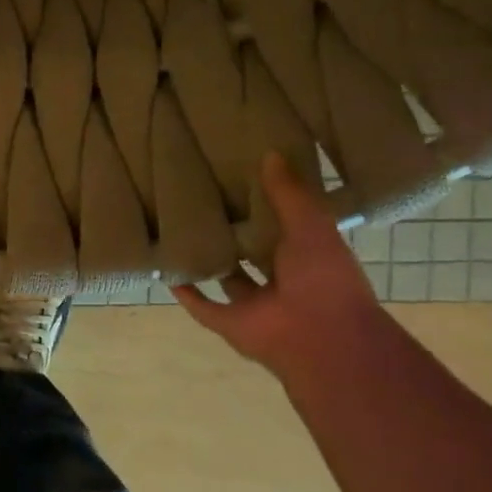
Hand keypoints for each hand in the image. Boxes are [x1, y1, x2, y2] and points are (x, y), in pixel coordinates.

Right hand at [171, 152, 384, 380]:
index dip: (265, 210)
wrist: (322, 338)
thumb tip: (270, 154)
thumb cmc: (324, 278)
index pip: (283, 230)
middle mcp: (281, 283)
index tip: (243, 184)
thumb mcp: (310, 225)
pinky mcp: (229, 323)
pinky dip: (186, 293)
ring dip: (210, 264)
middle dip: (235, 236)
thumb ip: (288, 193)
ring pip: (227, 281)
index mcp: (307, 259)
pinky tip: (168, 272)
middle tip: (207, 205)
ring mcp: (254, 306)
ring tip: (183, 235)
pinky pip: (203, 307)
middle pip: (252, 256)